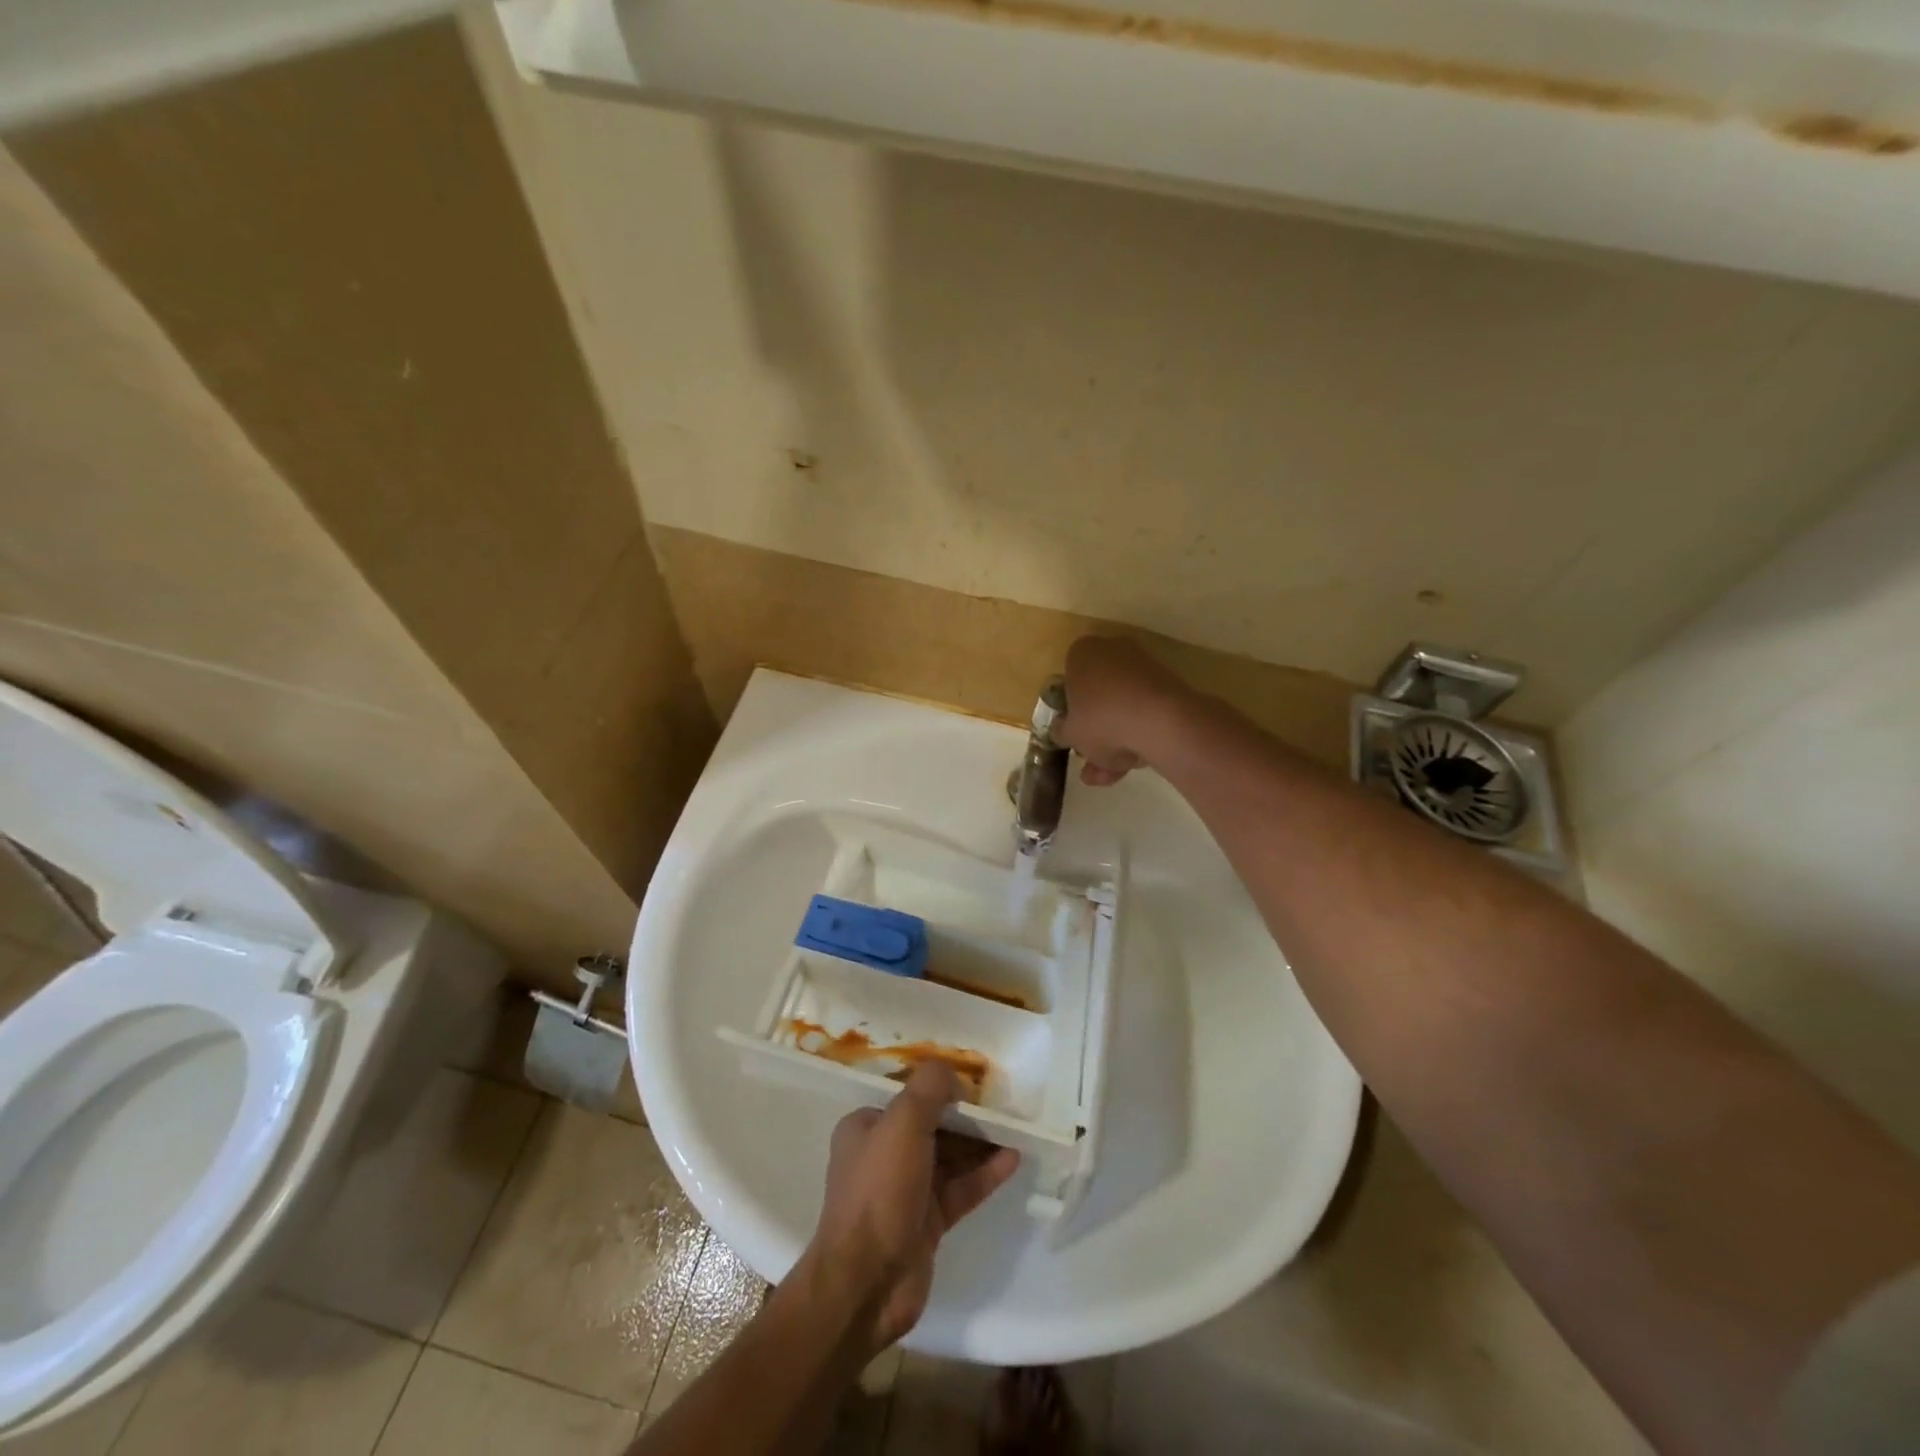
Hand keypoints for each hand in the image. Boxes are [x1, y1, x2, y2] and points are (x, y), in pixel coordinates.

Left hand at [806, 1063, 1020, 1352]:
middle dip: (965, 1117)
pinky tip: (1012, 1160)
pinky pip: (960, 1189)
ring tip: (1016, 1129)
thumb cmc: (880, 1190)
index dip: (940, 1089)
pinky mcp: (926, 1223)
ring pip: (949, 1158)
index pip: (908, 1097)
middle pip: (932, 1126)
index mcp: (866, 1127)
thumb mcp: (903, 1123)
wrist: (867, 1283)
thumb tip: (954, 1077)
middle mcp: (883, 1155)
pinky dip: (984, 1174)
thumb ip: (929, 1089)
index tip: (975, 1083)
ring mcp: (905, 1191)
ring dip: (980, 1145)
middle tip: (1003, 1107)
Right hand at [1054, 636, 1197, 785]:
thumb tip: (1061, 729)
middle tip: (1090, 762)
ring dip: (1114, 743)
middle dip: (1094, 733)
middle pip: (1098, 696)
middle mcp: (1114, 651)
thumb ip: (1061, 731)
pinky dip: (1137, 736)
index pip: (1068, 679)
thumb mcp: (1070, 733)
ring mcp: (1145, 668)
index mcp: (1083, 653)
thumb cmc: (1102, 721)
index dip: (1069, 710)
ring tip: (1107, 777)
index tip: (1072, 733)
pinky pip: (1144, 712)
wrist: (1163, 723)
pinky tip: (1131, 767)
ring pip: (1122, 708)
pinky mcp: (1170, 686)